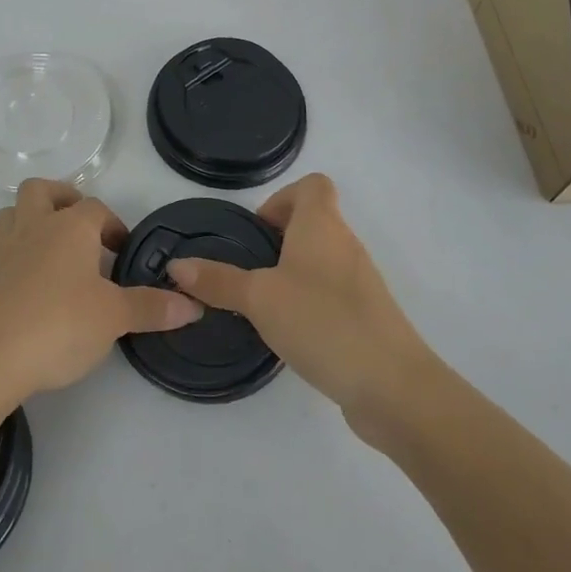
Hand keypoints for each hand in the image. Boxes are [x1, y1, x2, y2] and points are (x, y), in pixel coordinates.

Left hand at [0, 179, 201, 405]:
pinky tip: (30, 286)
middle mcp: (33, 227)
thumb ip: (151, 308)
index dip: (112, 224)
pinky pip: (0, 250)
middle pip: (41, 190)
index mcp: (68, 227)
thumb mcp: (114, 318)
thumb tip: (192, 305)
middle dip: (62, 199)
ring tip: (52, 248)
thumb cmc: (59, 324)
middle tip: (81, 227)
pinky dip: (16, 256)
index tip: (122, 252)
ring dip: (31, 220)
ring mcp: (2, 251)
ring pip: (11, 214)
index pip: (95, 208)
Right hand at [167, 174, 433, 438]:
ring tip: (263, 304)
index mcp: (322, 225)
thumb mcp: (259, 299)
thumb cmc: (323, 322)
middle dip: (278, 240)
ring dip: (292, 273)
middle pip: (314, 222)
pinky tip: (290, 333)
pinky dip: (309, 302)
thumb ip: (218, 281)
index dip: (282, 198)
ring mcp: (360, 282)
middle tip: (249, 271)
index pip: (313, 185)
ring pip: (321, 260)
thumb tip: (177, 265)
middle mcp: (345, 244)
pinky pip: (332, 293)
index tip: (257, 232)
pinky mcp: (367, 317)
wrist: (393, 387)